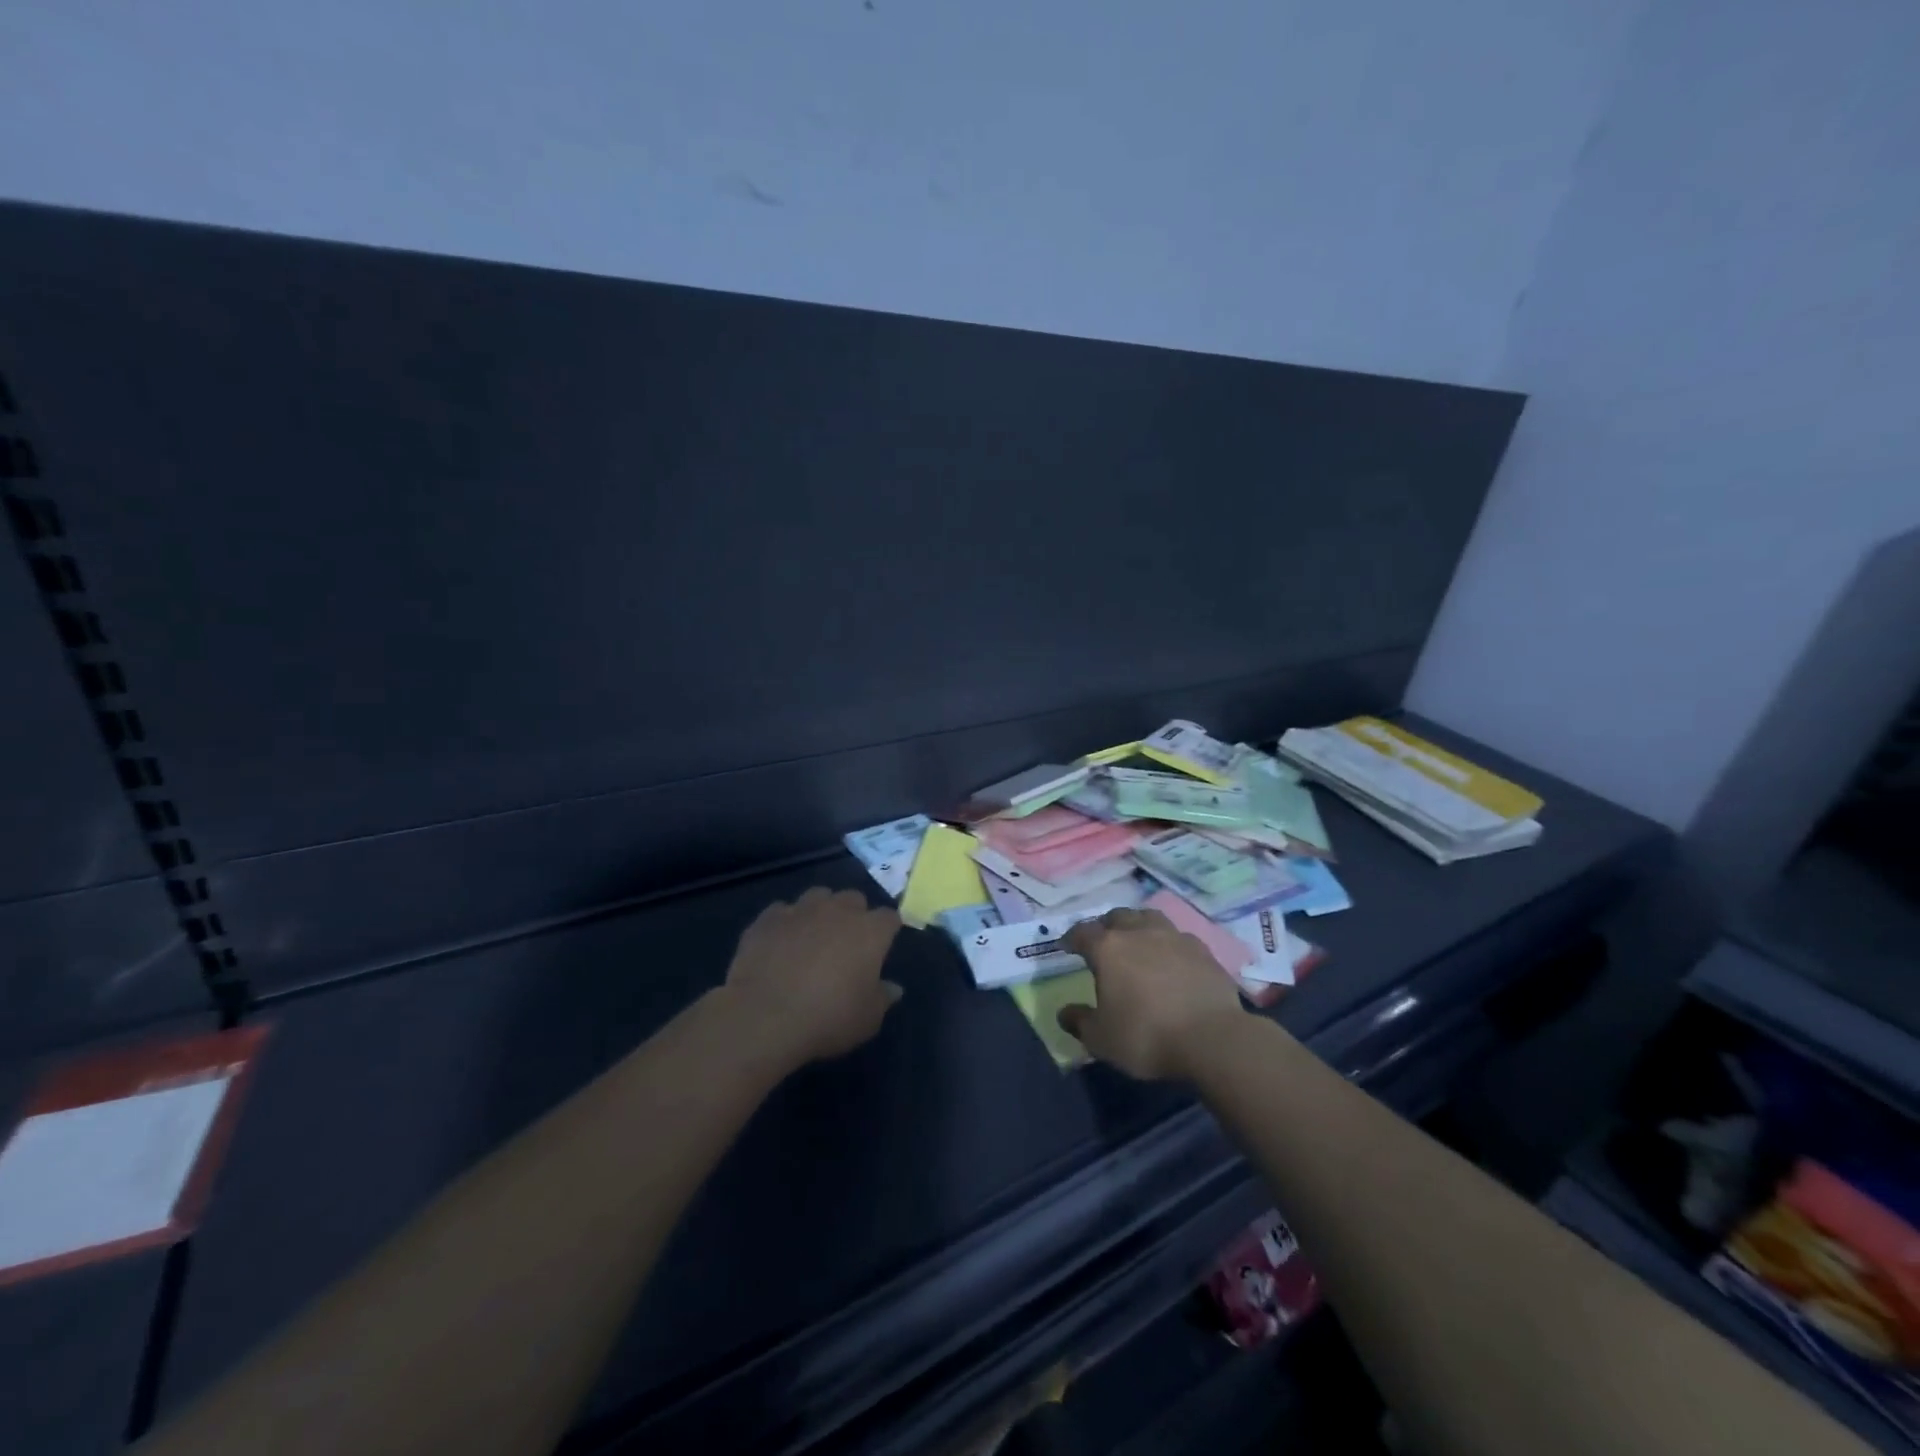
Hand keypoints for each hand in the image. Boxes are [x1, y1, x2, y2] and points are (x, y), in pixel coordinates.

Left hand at [721, 887, 902, 1068]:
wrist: (765, 1016)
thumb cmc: (828, 1018)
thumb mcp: (868, 1019)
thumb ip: (883, 997)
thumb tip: (894, 988)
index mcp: (870, 931)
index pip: (889, 917)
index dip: (887, 930)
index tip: (882, 946)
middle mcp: (838, 910)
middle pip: (854, 898)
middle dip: (854, 914)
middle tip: (847, 942)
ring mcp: (800, 910)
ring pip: (818, 896)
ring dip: (820, 910)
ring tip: (813, 936)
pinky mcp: (768, 919)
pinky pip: (782, 911)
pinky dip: (785, 923)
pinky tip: (780, 943)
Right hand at [1056, 907, 1247, 1079]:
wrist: (1212, 1038)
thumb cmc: (1147, 1036)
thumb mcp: (1102, 1039)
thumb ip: (1080, 1022)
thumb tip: (1064, 1013)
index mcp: (1108, 948)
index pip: (1082, 932)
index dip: (1072, 938)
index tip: (1067, 946)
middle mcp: (1139, 932)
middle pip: (1117, 917)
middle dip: (1105, 926)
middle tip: (1103, 942)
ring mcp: (1173, 937)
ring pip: (1149, 918)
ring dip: (1138, 925)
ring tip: (1137, 941)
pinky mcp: (1202, 950)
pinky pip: (1178, 937)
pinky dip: (1168, 943)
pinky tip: (1171, 959)